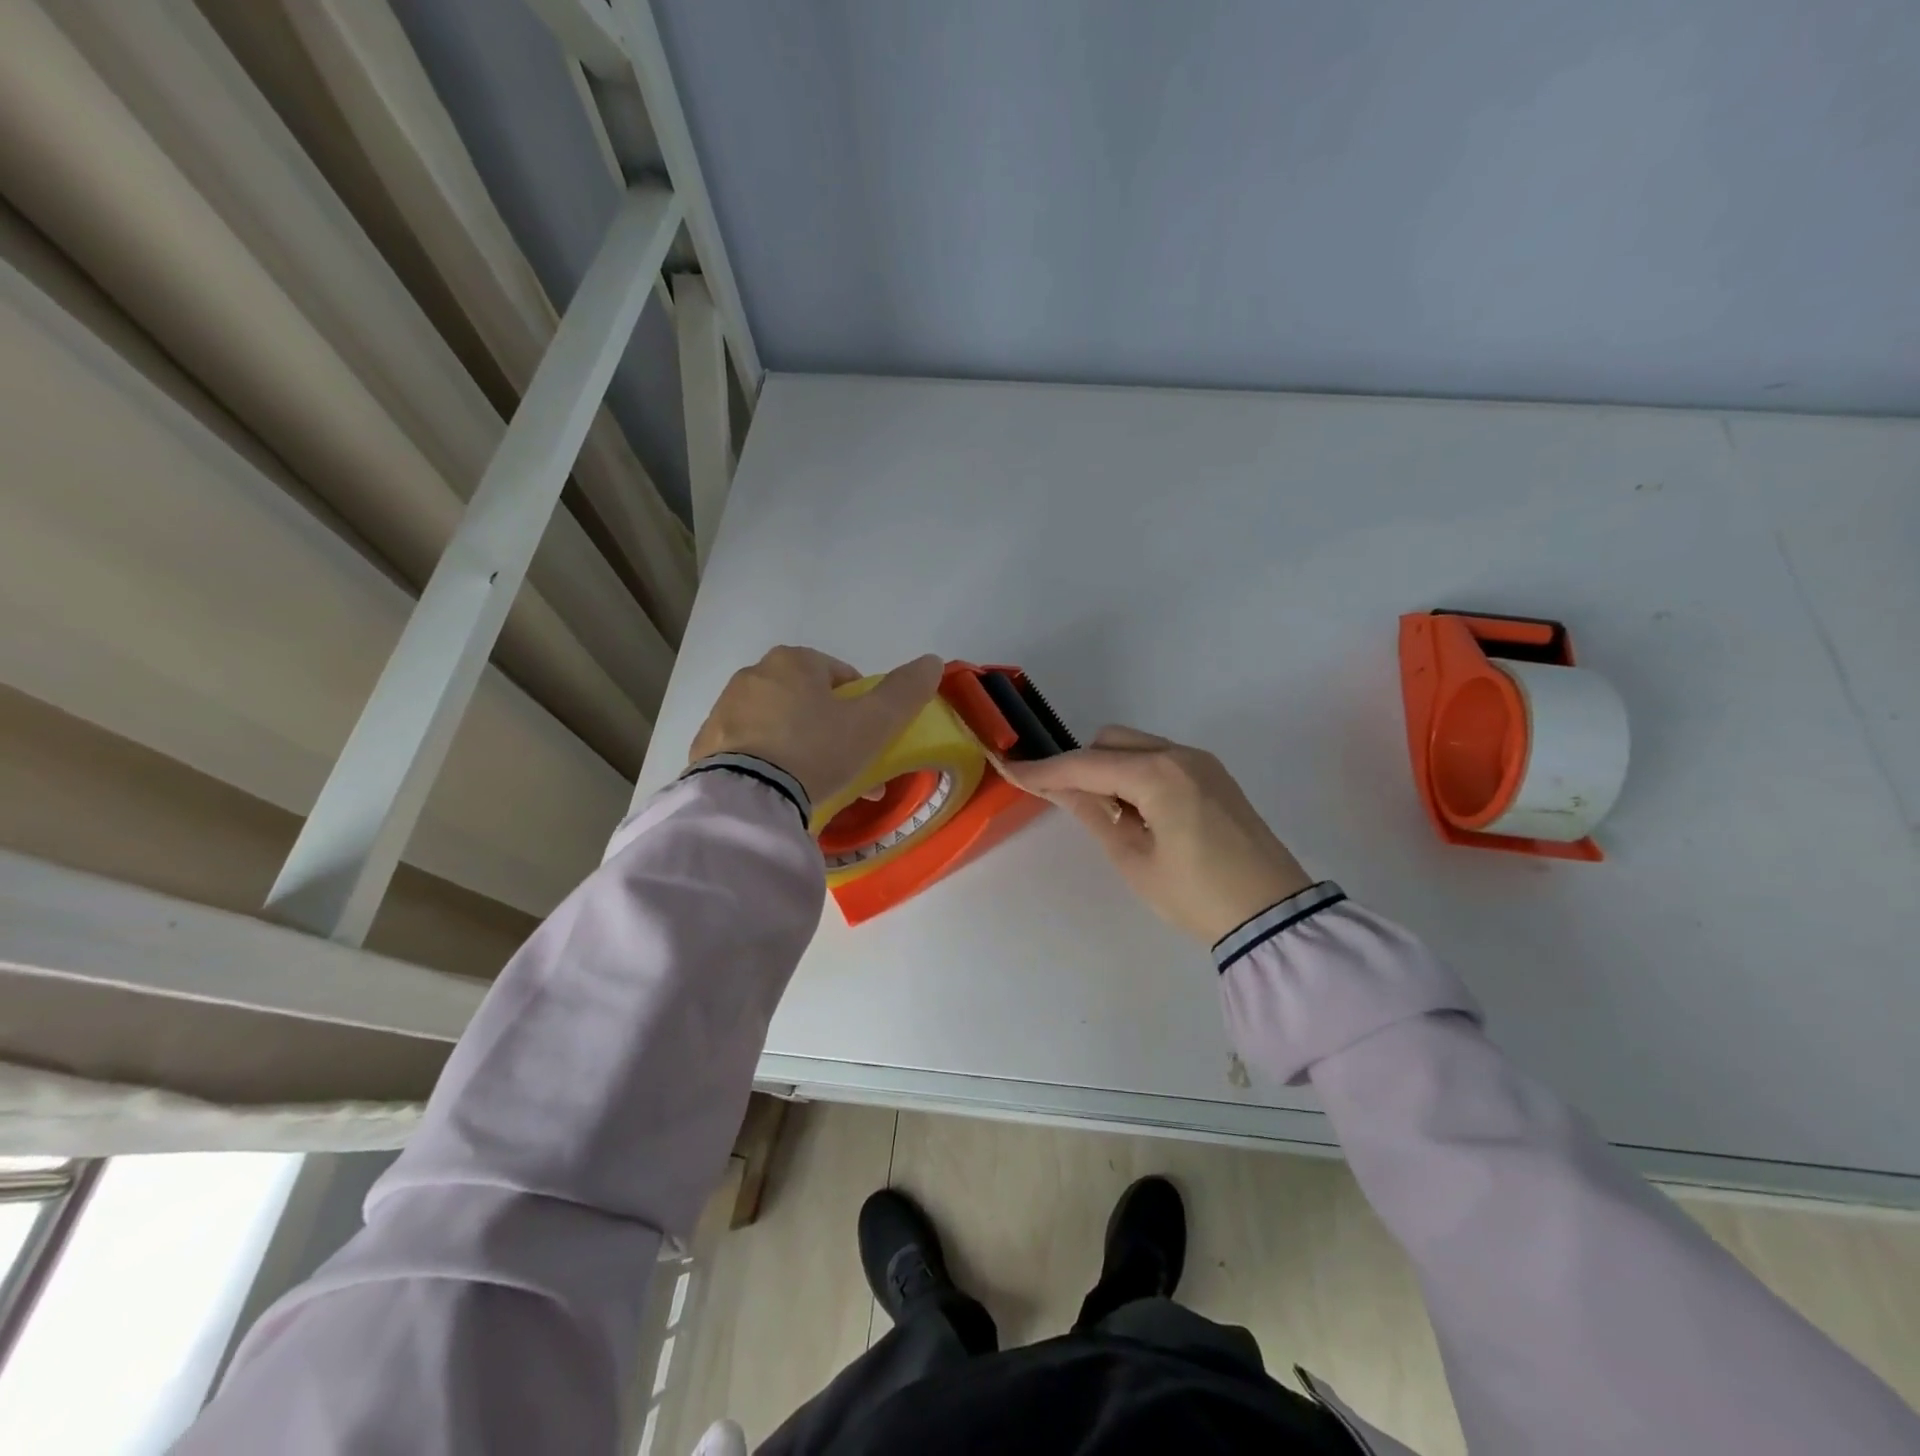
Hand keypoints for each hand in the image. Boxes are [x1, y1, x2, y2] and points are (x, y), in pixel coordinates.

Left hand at [690, 646, 944, 808]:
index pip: (840, 675)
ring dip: (801, 746)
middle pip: (808, 700)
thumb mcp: (873, 723)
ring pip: (778, 724)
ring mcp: (724, 710)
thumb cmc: (816, 749)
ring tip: (817, 785)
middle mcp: (754, 675)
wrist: (746, 795)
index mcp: (793, 661)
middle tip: (849, 766)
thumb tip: (932, 661)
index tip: (869, 738)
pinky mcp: (705, 746)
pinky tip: (782, 789)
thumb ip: (905, 692)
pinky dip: (769, 762)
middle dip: (831, 729)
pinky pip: (750, 748)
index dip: (862, 705)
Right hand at [997, 727, 1312, 945]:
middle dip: (1080, 764)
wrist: (1273, 915)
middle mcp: (1180, 754)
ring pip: (1135, 746)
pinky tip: (1136, 810)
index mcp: (1158, 775)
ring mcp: (1201, 761)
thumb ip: (1093, 814)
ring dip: (1108, 768)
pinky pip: (1159, 759)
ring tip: (1106, 813)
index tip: (1009, 769)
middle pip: (1110, 741)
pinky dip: (1135, 773)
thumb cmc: (1196, 896)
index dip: (1044, 770)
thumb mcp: (1133, 860)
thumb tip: (1058, 789)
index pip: (1086, 764)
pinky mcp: (1213, 775)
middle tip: (1065, 802)